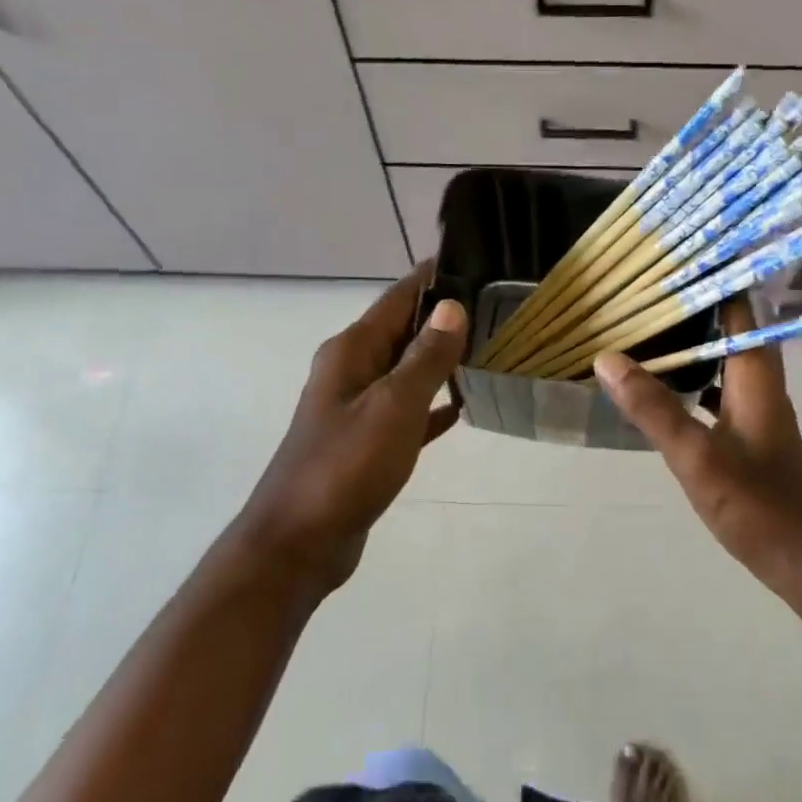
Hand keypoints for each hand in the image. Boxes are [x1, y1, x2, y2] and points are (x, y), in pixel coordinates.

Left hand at [233, 263, 466, 599]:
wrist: (301, 541)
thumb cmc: (346, 466)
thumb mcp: (393, 406)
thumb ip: (425, 357)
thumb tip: (453, 307)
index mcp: (353, 351)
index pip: (399, 298)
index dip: (434, 278)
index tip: (479, 261)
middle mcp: (352, 370)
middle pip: (404, 331)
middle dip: (446, 318)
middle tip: (500, 308)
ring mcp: (358, 407)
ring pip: (407, 371)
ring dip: (442, 361)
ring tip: (490, 350)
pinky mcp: (367, 442)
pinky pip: (407, 410)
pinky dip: (432, 404)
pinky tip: (463, 406)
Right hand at [593, 300, 801, 603]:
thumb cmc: (757, 505)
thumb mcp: (697, 457)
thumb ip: (653, 408)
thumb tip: (608, 358)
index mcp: (755, 376)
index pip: (738, 307)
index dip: (711, 277)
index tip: (671, 257)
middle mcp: (760, 384)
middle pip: (728, 329)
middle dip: (691, 307)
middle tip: (642, 291)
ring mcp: (756, 411)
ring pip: (722, 361)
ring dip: (690, 344)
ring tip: (644, 330)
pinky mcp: (749, 437)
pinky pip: (717, 392)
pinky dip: (692, 381)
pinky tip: (663, 390)